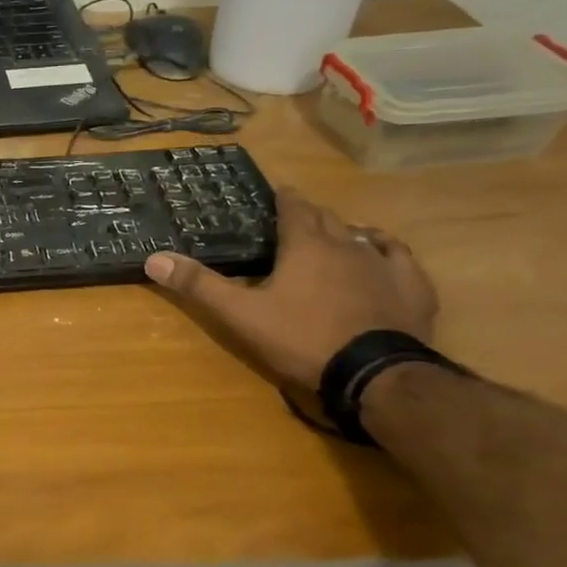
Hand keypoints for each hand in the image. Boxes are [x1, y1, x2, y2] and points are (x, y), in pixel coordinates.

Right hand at [144, 188, 437, 392]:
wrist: (374, 373)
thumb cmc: (302, 338)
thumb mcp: (240, 314)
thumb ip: (199, 285)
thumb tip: (154, 258)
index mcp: (305, 245)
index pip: (294, 207)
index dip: (283, 198)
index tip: (276, 192)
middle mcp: (346, 244)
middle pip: (326, 218)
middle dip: (310, 214)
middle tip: (294, 219)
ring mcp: (383, 264)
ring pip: (361, 235)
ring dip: (344, 231)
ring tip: (333, 236)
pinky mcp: (412, 287)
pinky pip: (399, 256)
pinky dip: (385, 249)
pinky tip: (382, 253)